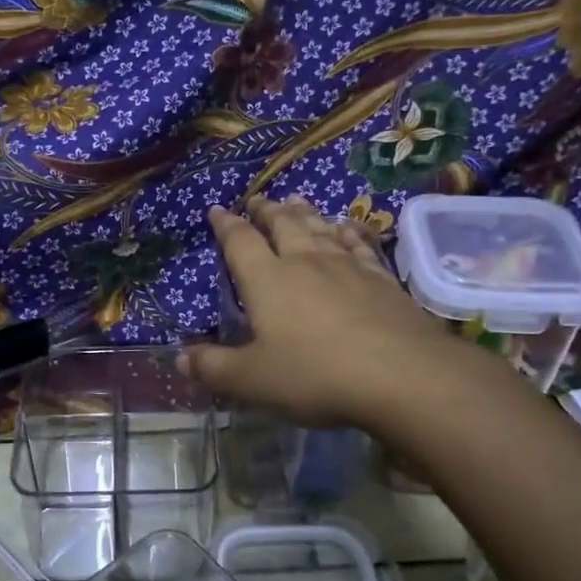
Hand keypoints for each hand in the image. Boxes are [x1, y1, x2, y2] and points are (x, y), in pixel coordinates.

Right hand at [183, 197, 480, 429]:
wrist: (400, 374)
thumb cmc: (315, 375)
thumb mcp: (252, 380)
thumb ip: (214, 367)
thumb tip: (180, 358)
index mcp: (267, 280)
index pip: (240, 242)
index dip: (226, 225)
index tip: (218, 211)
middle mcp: (305, 262)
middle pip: (283, 225)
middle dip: (267, 211)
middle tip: (258, 200)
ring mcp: (347, 266)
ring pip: (320, 228)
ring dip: (304, 213)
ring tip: (295, 200)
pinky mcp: (381, 279)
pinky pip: (359, 244)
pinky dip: (348, 231)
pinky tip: (347, 227)